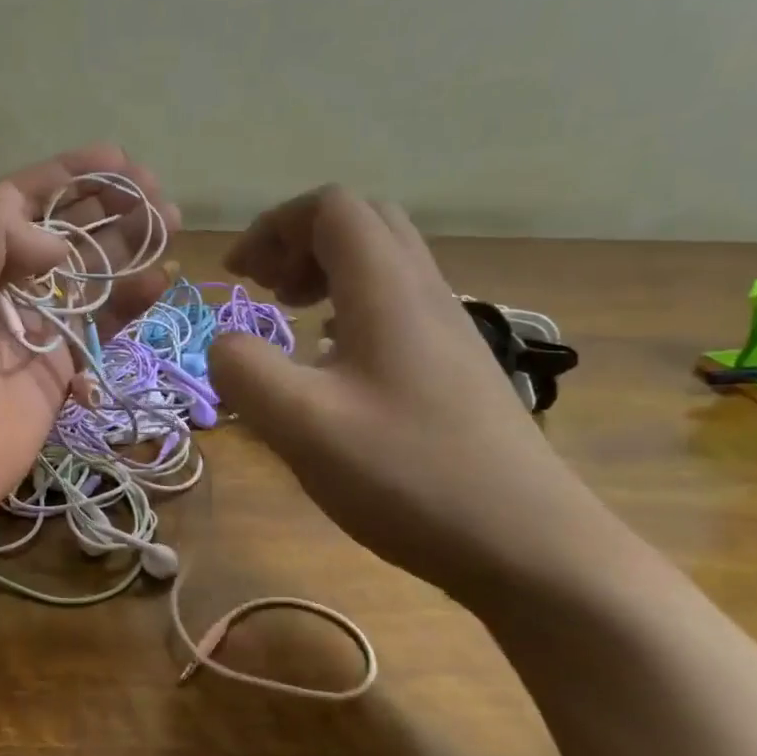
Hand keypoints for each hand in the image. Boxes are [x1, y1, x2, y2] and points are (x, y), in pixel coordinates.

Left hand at [0, 147, 177, 551]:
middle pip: (63, 233)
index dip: (69, 174)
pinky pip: (102, 328)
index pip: (22, 198)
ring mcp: (31, 329)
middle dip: (108, 207)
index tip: (118, 158)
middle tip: (156, 195)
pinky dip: (132, 303)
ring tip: (170, 225)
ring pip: (90, 277)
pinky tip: (161, 279)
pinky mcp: (56, 372)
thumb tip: (56, 243)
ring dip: (128, 249)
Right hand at [207, 187, 629, 611]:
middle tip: (265, 288)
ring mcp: (450, 328)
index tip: (238, 275)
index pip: (330, 208)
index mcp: (388, 289)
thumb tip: (225, 344)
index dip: (274, 227)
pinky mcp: (458, 365)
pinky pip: (398, 303)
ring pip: (384, 262)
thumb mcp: (302, 426)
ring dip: (327, 271)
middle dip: (300, 241)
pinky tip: (333, 359)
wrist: (531, 546)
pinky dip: (351, 306)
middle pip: (362, 223)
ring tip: (291, 316)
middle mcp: (425, 292)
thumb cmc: (410, 476)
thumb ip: (244, 371)